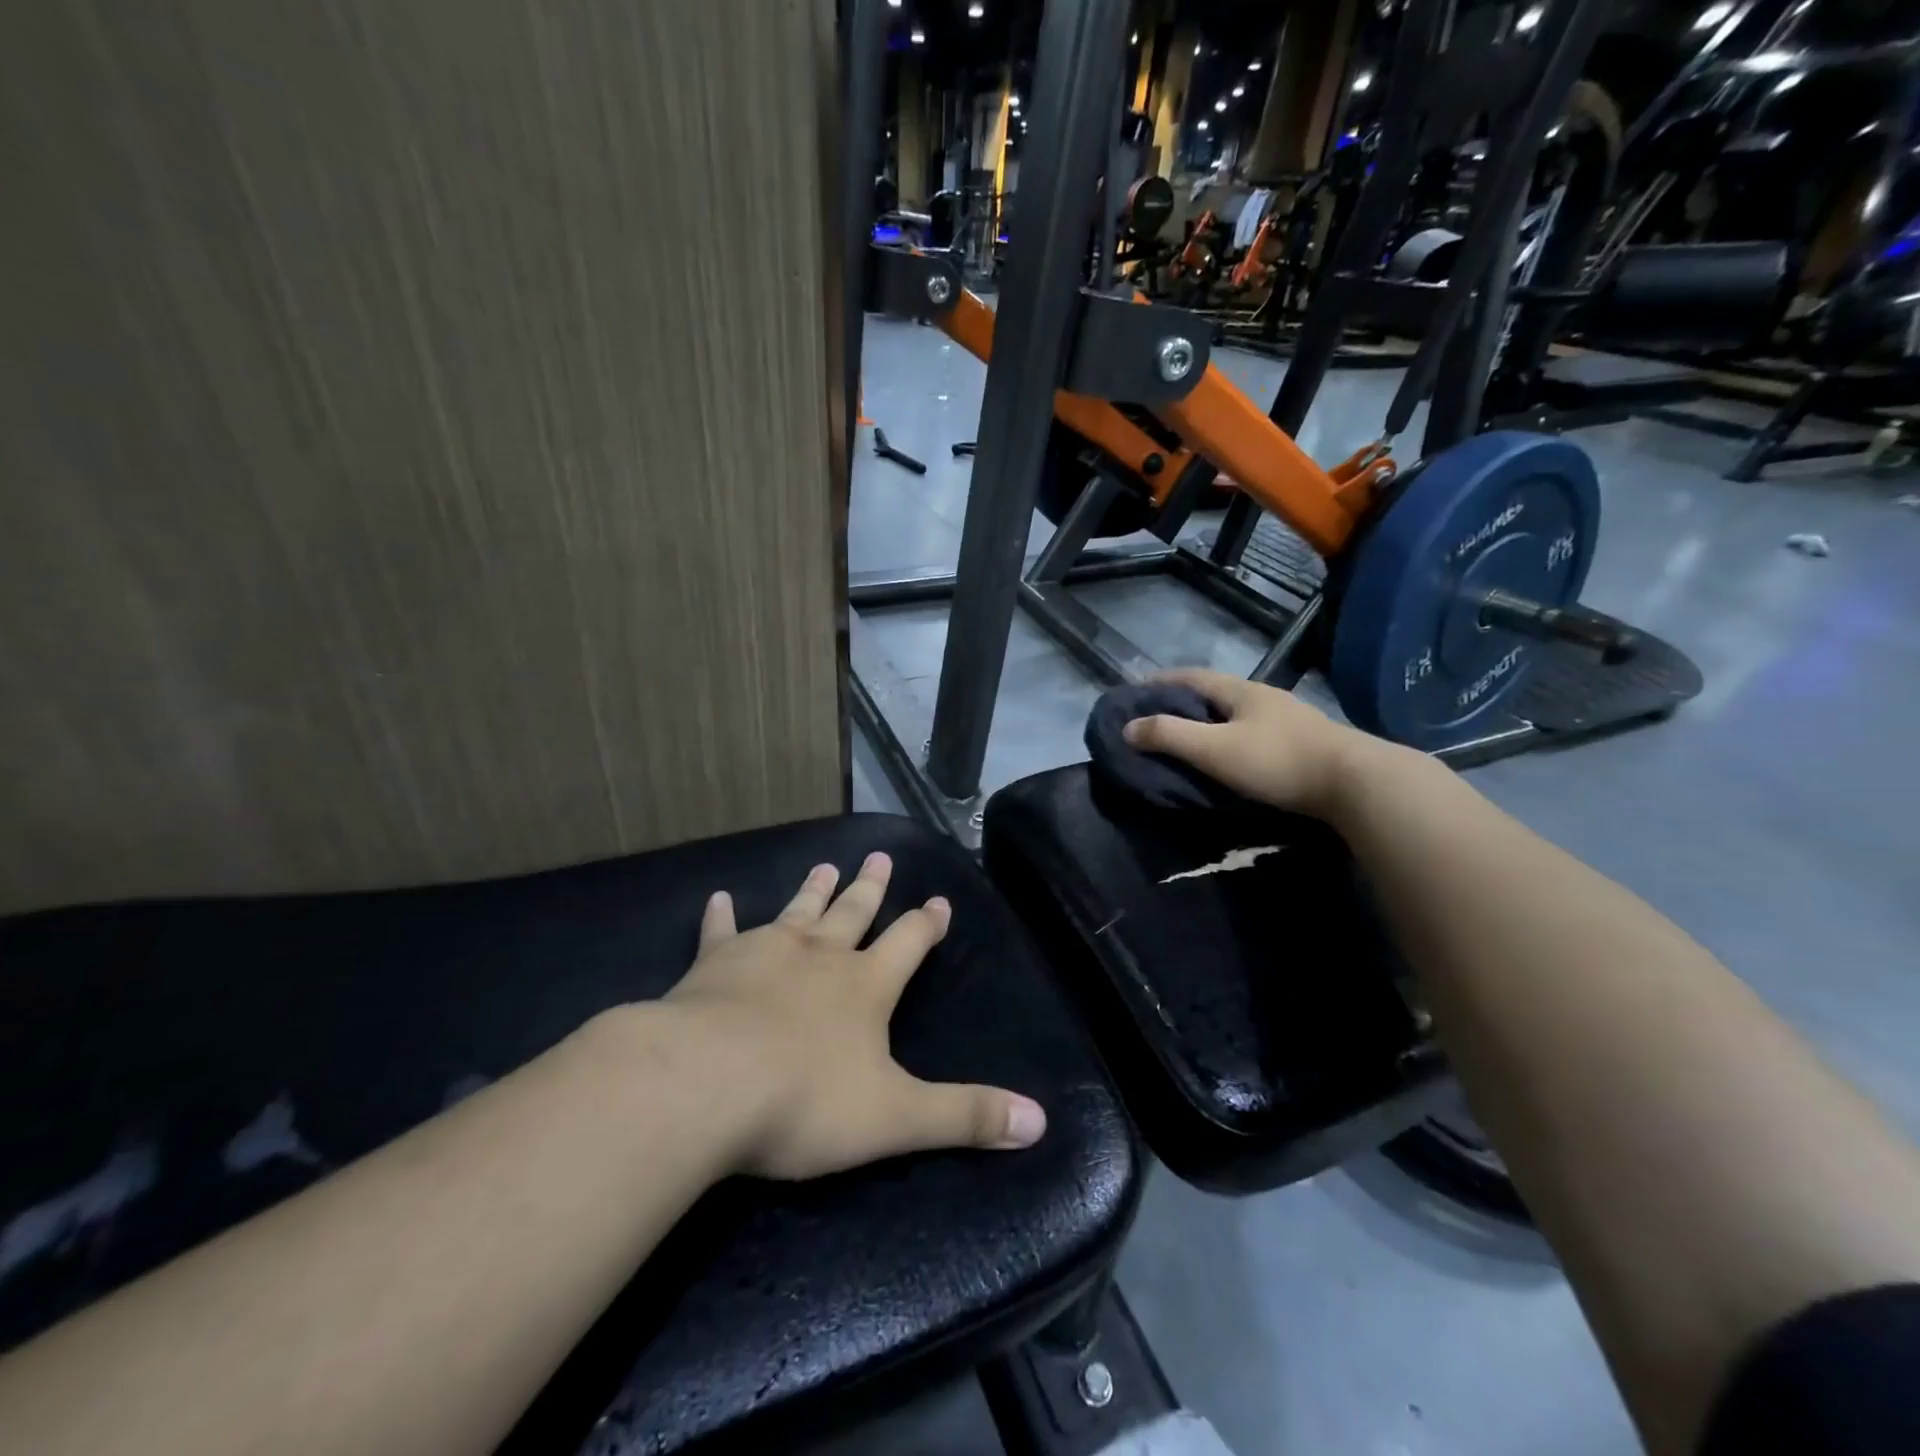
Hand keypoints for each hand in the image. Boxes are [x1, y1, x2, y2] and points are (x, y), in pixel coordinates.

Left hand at [665, 853, 1046, 1180]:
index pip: (908, 942)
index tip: (938, 901)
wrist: (705, 1084)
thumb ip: (965, 1116)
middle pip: (853, 913)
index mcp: (865, 986)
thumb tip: (1040, 1121)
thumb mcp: (896, 1118)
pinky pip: (720, 932)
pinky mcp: (713, 964)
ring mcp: (765, 952)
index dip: (926, 923)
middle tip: (879, 856)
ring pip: (797, 911)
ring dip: (813, 890)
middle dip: (870, 887)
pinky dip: (720, 916)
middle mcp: (820, 957)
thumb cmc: (804, 1101)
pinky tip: (717, 898)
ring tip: (826, 865)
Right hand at [1121, 667, 1378, 818]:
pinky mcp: (1304, 745)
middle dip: (1183, 703)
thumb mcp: (1214, 749)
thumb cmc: (1278, 760)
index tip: (1134, 691)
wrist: (1357, 784)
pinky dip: (1231, 740)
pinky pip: (1255, 735)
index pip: (1191, 677)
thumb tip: (1128, 727)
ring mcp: (1289, 720)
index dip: (1160, 681)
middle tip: (1156, 719)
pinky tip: (1230, 758)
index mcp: (1242, 691)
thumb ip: (1170, 736)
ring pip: (1237, 715)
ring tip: (1188, 740)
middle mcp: (1265, 698)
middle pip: (1215, 693)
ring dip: (1210, 723)